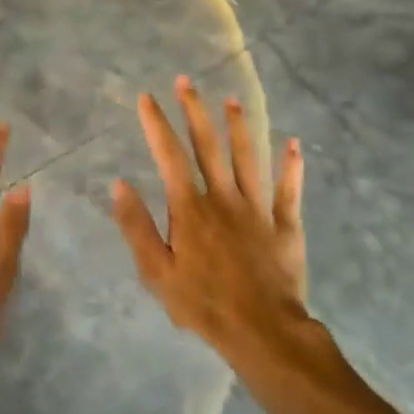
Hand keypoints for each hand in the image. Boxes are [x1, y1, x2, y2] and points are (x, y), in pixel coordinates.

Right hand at [112, 76, 306, 364]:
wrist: (262, 332)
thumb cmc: (204, 304)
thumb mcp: (156, 272)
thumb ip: (137, 226)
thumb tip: (119, 184)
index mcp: (191, 209)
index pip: (169, 156)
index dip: (157, 124)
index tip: (147, 97)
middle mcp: (224, 198)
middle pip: (209, 146)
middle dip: (195, 111)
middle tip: (187, 82)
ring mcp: (258, 209)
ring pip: (249, 158)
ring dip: (240, 127)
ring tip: (232, 100)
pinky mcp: (286, 225)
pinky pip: (290, 190)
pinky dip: (292, 166)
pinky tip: (294, 144)